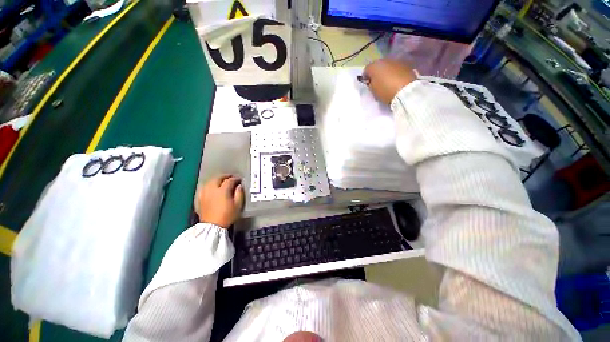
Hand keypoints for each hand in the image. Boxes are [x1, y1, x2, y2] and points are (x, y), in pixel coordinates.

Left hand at [198, 175, 244, 227]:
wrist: (212, 226)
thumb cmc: (227, 216)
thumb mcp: (238, 205)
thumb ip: (239, 194)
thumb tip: (239, 186)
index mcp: (222, 191)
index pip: (229, 181)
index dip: (235, 179)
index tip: (239, 180)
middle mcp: (212, 190)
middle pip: (218, 178)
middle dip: (225, 176)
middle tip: (231, 177)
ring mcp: (205, 193)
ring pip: (210, 181)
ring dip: (217, 179)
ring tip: (222, 181)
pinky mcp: (200, 198)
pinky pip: (204, 187)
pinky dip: (209, 185)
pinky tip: (212, 187)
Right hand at [363, 58, 417, 104]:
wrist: (406, 91)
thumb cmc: (385, 91)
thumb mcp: (373, 90)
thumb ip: (370, 84)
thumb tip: (371, 81)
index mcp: (374, 66)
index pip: (366, 70)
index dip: (366, 77)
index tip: (367, 84)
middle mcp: (384, 60)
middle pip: (378, 65)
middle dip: (377, 72)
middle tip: (377, 82)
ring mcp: (396, 61)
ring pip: (388, 65)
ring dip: (386, 72)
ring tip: (387, 81)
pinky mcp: (406, 64)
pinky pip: (396, 68)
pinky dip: (395, 72)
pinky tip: (395, 80)